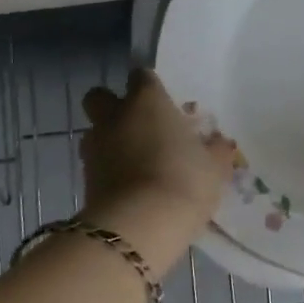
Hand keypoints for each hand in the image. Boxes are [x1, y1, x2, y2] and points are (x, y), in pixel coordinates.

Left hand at [78, 69, 236, 265]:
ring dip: (109, 142)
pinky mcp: (84, 180)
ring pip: (95, 133)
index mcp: (147, 101)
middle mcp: (115, 117)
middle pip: (100, 97)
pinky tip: (130, 189)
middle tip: (137, 125)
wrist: (140, 227)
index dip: (149, 86)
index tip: (162, 101)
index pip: (141, 76)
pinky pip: (96, 166)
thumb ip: (215, 150)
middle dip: (112, 106)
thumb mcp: (214, 166)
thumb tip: (219, 143)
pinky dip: (108, 172)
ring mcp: (95, 148)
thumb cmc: (184, 180)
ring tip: (134, 162)